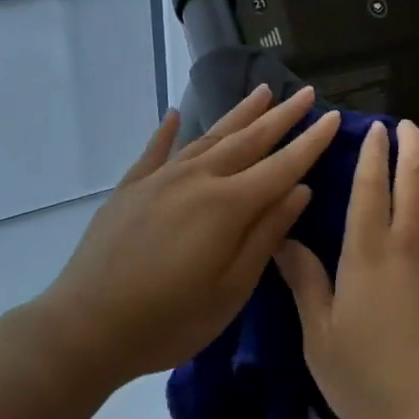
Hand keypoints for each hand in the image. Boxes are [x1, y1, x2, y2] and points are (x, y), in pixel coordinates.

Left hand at [35, 85, 341, 387]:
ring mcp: (161, 179)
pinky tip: (177, 113)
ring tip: (263, 91)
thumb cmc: (169, 320)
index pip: (282, 165)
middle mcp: (198, 179)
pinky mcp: (131, 188)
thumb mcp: (231, 289)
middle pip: (249, 140)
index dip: (311, 141)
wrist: (84, 327)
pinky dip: (168, 131)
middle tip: (306, 92)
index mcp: (229, 205)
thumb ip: (266, 235)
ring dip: (239, 114)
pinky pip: (156, 151)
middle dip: (282, 116)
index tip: (334, 116)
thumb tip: (300, 190)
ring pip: (209, 136)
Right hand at [276, 118, 418, 418]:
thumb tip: (283, 237)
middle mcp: (414, 241)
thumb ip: (305, 283)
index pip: (369, 186)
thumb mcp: (321, 339)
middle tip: (409, 126)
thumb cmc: (374, 382)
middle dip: (412, 145)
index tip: (374, 129)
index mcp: (369, 252)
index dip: (371, 153)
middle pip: (417, 179)